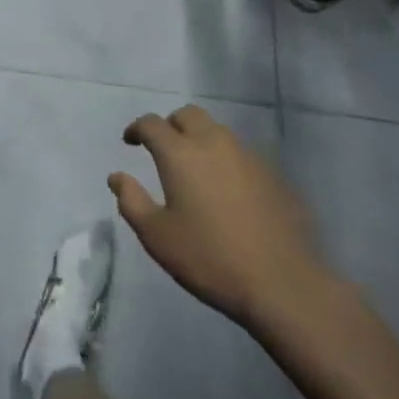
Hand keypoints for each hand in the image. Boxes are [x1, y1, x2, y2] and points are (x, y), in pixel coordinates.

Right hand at [109, 105, 323, 329]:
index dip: (137, 128)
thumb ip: (131, 201)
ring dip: (199, 139)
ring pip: (217, 131)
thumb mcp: (157, 236)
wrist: (282, 283)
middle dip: (170, 125)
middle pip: (188, 115)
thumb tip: (117, 176)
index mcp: (180, 153)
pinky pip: (240, 154)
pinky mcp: (272, 174)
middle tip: (162, 148)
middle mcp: (214, 142)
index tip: (130, 141)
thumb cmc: (209, 258)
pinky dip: (225, 160)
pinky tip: (226, 191)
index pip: (152, 123)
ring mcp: (247, 155)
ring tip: (194, 169)